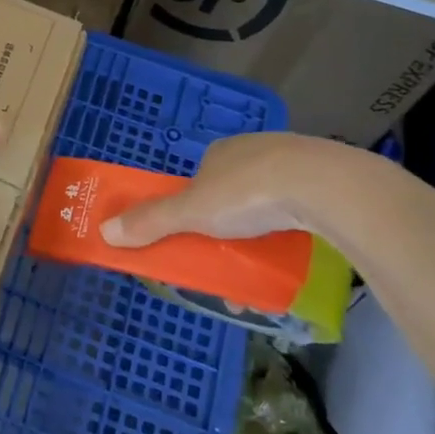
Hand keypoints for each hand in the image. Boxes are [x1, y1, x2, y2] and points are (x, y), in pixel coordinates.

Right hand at [100, 132, 354, 246]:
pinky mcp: (331, 183)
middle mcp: (257, 151)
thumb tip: (104, 231)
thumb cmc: (249, 192)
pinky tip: (293, 265)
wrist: (328, 188)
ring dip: (259, 243)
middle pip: (233, 197)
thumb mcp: (192, 212)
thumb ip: (151, 222)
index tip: (193, 239)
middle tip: (225, 268)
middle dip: (226, 234)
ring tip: (259, 281)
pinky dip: (292, 238)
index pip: (200, 180)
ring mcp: (297, 165)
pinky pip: (303, 214)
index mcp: (221, 152)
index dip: (192, 210)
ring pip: (270, 207)